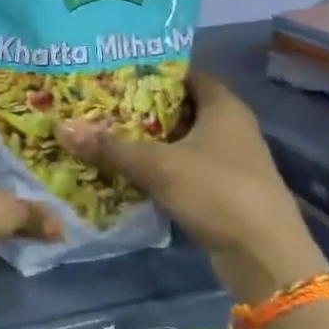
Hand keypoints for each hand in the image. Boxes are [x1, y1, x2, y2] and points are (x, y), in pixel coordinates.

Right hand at [56, 70, 326, 303]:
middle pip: (184, 108)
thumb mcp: (158, 166)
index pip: (189, 75)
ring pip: (184, 141)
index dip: (157, 72)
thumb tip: (63, 127)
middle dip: (146, 108)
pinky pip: (187, 169)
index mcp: (224, 108)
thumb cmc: (217, 192)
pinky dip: (162, 168)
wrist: (264, 256)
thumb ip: (111, 147)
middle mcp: (232, 128)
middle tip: (104, 105)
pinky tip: (131, 173)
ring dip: (152, 141)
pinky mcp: (226, 191)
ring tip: (109, 136)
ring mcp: (231, 162)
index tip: (120, 74)